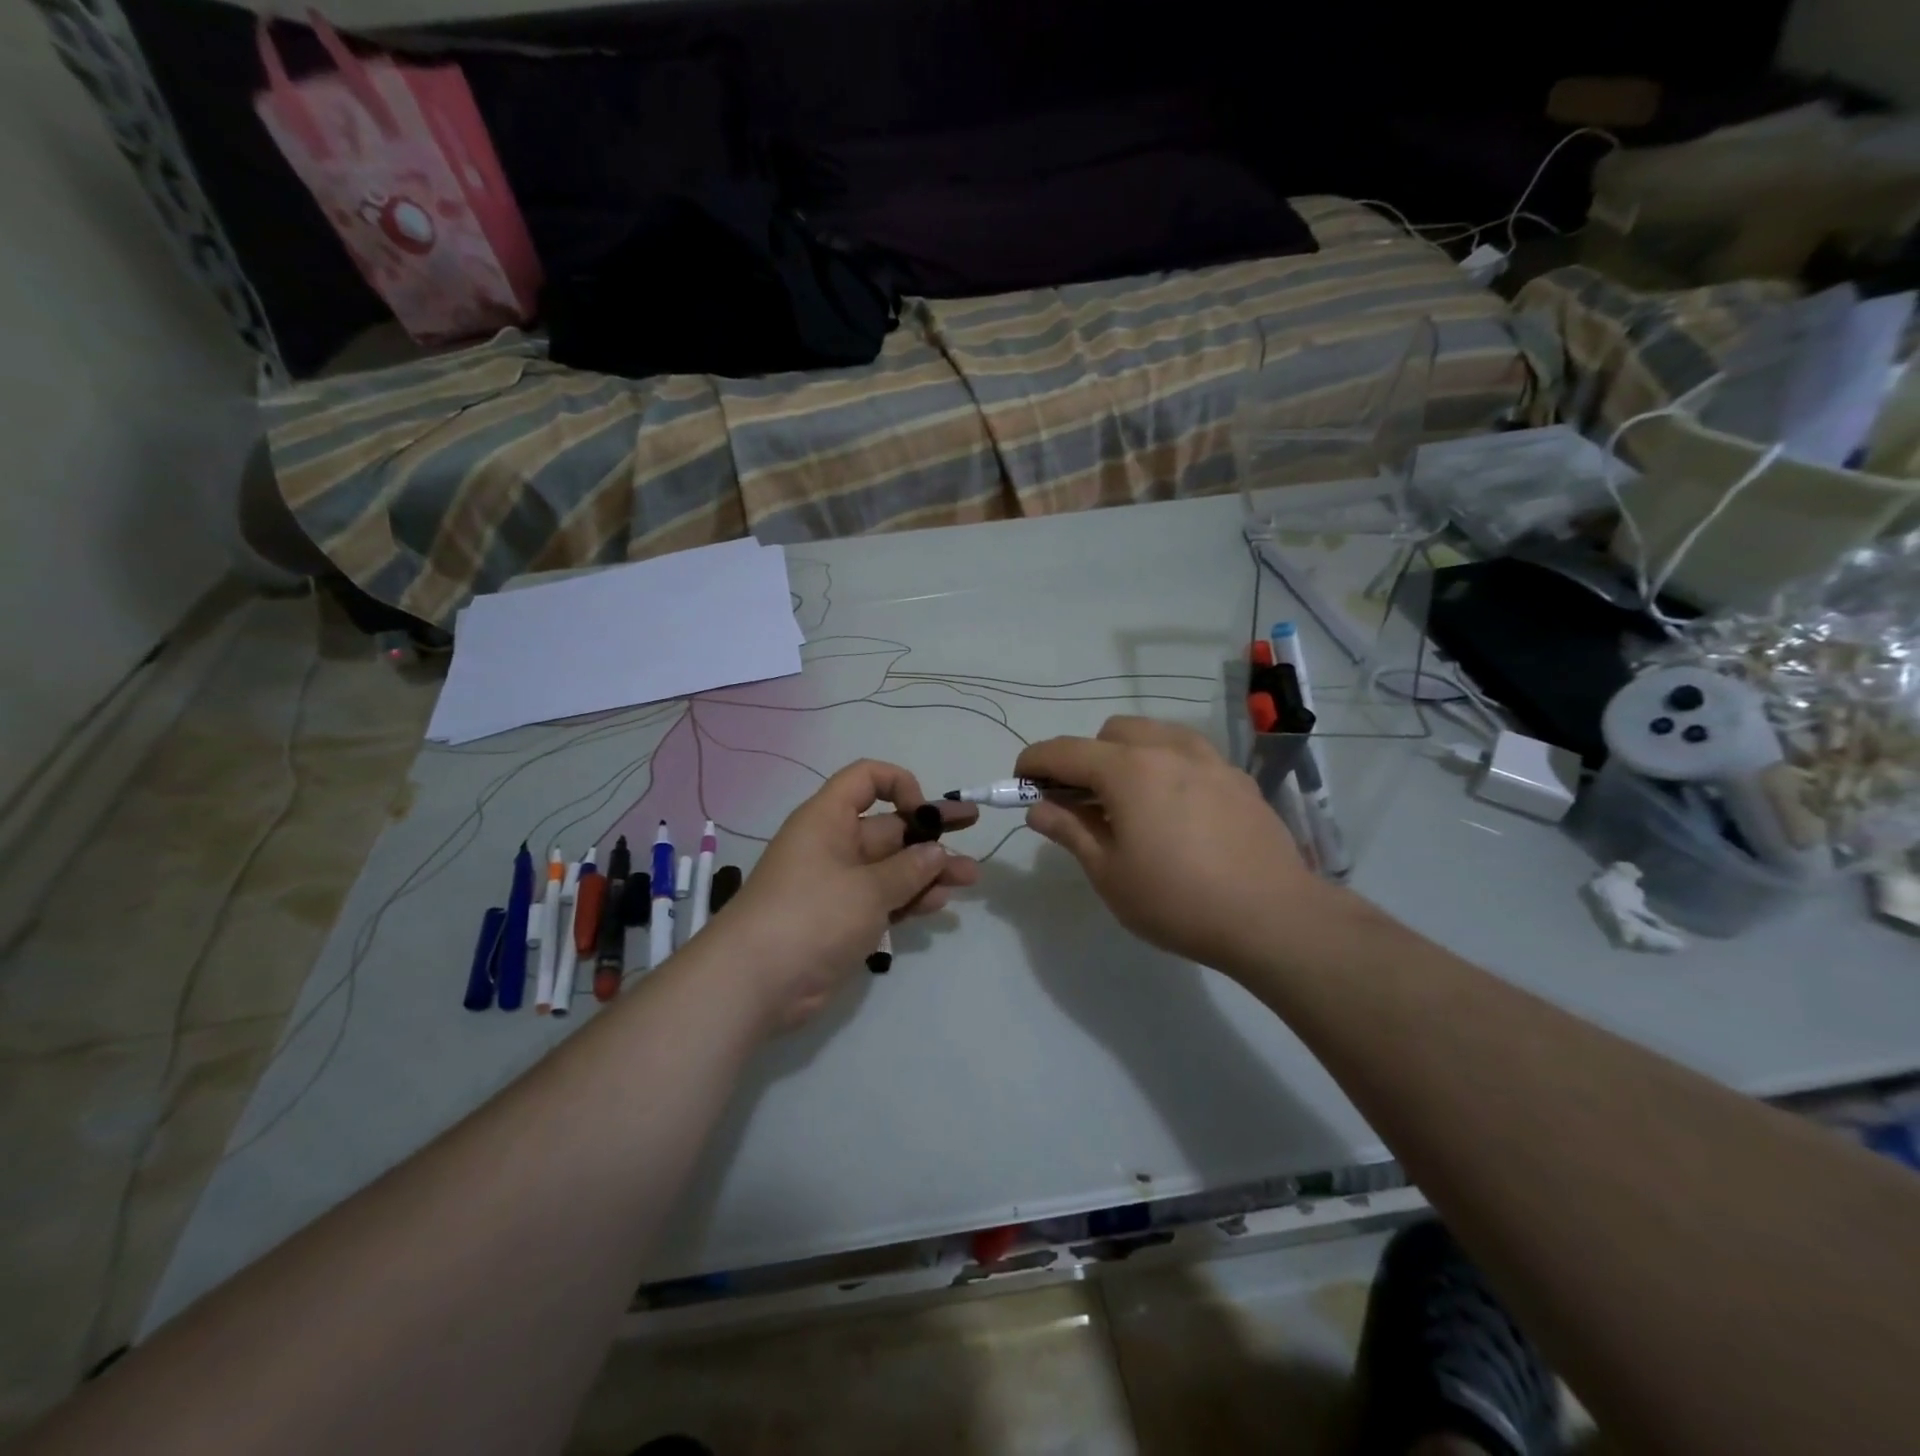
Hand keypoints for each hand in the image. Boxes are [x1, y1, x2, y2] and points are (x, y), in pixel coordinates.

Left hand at [716, 760, 978, 1031]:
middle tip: (973, 828)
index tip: (925, 813)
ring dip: (929, 869)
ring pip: (892, 866)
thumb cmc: (811, 915)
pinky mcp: (843, 919)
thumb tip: (936, 852)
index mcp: (829, 819)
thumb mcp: (867, 888)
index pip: (866, 779)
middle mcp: (834, 844)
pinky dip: (910, 898)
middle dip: (930, 831)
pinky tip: (940, 903)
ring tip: (970, 877)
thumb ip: (909, 869)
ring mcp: (838, 884)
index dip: (900, 785)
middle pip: (888, 826)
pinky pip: (884, 898)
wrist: (755, 983)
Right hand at [1017, 717, 1325, 976]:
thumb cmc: (1177, 900)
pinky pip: (1188, 754)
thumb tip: (1037, 808)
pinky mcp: (1237, 778)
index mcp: (1128, 770)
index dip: (1034, 763)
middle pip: (1110, 732)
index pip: (1064, 751)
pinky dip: (1166, 767)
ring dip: (1127, 755)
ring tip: (1130, 801)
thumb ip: (1069, 831)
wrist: (1272, 918)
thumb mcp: (1109, 873)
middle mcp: (1168, 750)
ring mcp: (1209, 759)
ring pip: (1153, 734)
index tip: (1020, 783)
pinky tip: (1175, 811)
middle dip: (1085, 757)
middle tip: (1082, 802)